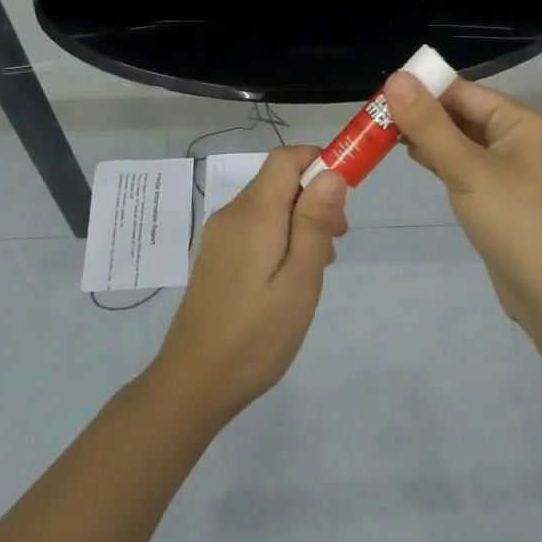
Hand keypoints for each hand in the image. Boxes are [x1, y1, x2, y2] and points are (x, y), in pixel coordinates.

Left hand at [148, 145, 347, 426]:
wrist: (194, 384)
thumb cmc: (256, 335)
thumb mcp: (299, 281)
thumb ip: (314, 224)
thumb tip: (332, 172)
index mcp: (253, 214)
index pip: (286, 158)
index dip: (320, 162)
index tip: (347, 196)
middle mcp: (232, 214)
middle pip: (279, 180)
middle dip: (315, 198)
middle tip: (336, 243)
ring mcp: (220, 236)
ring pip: (270, 205)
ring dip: (301, 220)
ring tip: (318, 265)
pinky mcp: (217, 256)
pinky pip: (256, 227)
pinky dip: (282, 236)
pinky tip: (291, 277)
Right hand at [385, 73, 541, 328]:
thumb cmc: (515, 221)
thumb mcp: (468, 169)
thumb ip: (430, 125)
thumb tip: (396, 79)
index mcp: (520, 122)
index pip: (464, 91)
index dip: (423, 88)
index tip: (379, 92)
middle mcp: (517, 139)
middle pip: (462, 114)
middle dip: (422, 113)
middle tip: (374, 116)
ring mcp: (509, 170)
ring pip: (461, 141)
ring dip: (427, 137)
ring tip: (383, 134)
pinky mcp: (498, 196)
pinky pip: (464, 166)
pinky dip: (439, 159)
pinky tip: (413, 157)